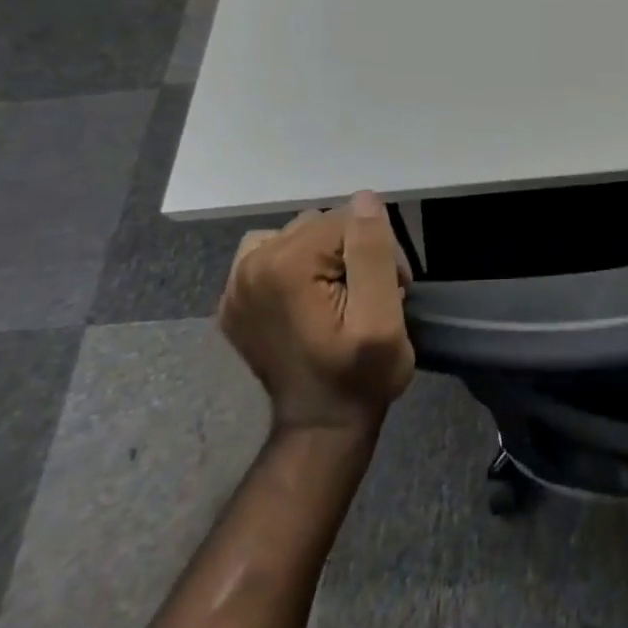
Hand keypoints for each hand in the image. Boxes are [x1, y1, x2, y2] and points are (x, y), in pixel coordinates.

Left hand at [218, 192, 415, 433]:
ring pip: (300, 234)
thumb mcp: (382, 318)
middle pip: (323, 223)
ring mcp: (235, 285)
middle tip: (371, 296)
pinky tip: (309, 295)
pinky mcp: (234, 300)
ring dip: (327, 255)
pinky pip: (272, 253)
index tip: (393, 289)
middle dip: (355, 250)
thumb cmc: (361, 376)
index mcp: (285, 265)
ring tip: (342, 295)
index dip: (380, 248)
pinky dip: (295, 264)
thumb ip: (372, 253)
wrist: (321, 428)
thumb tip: (364, 199)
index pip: (349, 219)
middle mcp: (250, 265)